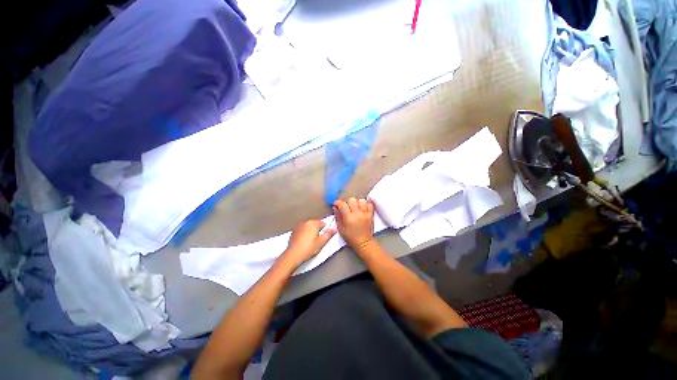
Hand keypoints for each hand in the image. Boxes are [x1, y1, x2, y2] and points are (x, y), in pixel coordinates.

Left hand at [281, 220, 335, 268]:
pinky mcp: (293, 231)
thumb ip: (328, 234)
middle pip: (315, 224)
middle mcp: (306, 222)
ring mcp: (299, 226)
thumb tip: (333, 229)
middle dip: (317, 230)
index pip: (323, 223)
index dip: (325, 229)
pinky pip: (302, 230)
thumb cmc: (307, 249)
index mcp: (313, 223)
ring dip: (310, 231)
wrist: (293, 255)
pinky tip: (304, 242)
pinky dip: (304, 234)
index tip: (324, 236)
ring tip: (311, 242)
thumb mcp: (321, 242)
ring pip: (308, 227)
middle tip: (318, 240)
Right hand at [333, 198, 374, 252]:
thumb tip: (335, 207)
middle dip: (346, 201)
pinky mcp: (371, 214)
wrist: (364, 243)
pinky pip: (369, 204)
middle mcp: (357, 213)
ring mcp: (365, 213)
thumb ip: (337, 217)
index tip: (336, 204)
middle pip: (351, 199)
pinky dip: (365, 204)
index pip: (342, 204)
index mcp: (349, 218)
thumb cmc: (350, 238)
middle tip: (345, 206)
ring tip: (354, 206)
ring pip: (361, 200)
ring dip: (356, 202)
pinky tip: (362, 207)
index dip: (338, 202)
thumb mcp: (340, 229)